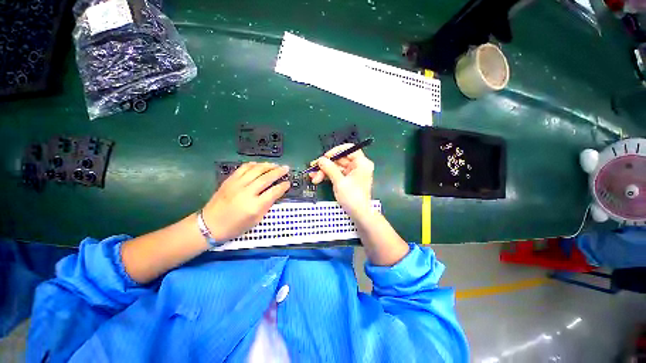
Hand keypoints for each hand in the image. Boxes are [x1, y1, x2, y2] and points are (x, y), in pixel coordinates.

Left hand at [203, 162, 289, 240]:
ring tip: (275, 165)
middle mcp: (246, 193)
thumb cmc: (235, 226)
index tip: (288, 183)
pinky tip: (259, 165)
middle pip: (266, 178)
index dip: (283, 186)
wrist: (210, 224)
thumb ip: (267, 205)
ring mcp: (236, 184)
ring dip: (268, 166)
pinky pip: (243, 168)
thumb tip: (276, 192)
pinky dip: (253, 165)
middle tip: (286, 168)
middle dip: (278, 172)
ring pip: (255, 170)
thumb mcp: (256, 220)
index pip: (273, 192)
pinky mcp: (229, 180)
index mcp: (254, 206)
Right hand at [309, 144, 373, 216]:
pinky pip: (337, 174)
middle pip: (340, 159)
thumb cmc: (352, 197)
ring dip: (324, 171)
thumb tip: (320, 160)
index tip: (325, 157)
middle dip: (326, 165)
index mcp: (361, 163)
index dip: (336, 151)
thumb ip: (330, 169)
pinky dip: (328, 176)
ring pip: (336, 167)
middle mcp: (358, 166)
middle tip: (314, 168)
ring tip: (313, 177)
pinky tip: (318, 178)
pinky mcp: (348, 180)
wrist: (359, 215)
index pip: (349, 149)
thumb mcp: (339, 182)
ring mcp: (353, 173)